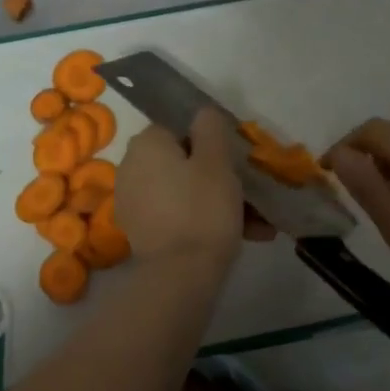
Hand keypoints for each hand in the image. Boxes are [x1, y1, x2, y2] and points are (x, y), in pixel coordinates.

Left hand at [117, 110, 268, 270]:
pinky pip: (180, 215)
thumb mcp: (217, 160)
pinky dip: (205, 221)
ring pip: (186, 191)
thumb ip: (211, 128)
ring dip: (219, 202)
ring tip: (257, 224)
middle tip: (252, 194)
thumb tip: (203, 114)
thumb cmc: (202, 209)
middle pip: (184, 162)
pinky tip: (242, 237)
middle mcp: (131, 168)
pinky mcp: (142, 232)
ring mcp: (134, 202)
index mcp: (146, 144)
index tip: (237, 162)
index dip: (212, 143)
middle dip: (221, 177)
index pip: (181, 128)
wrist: (180, 276)